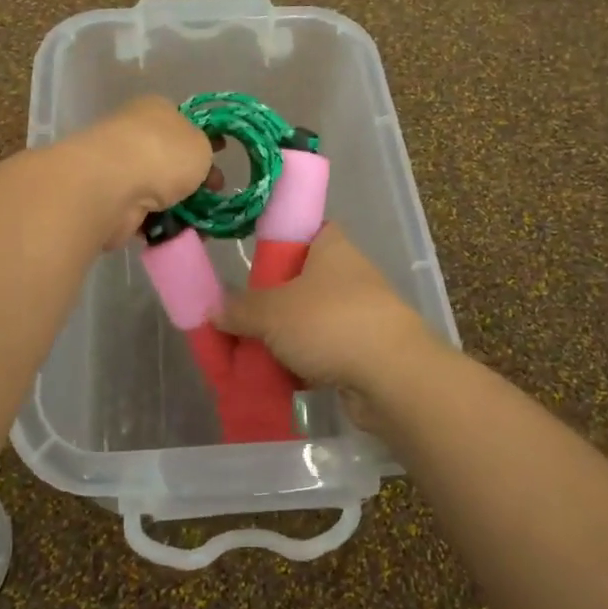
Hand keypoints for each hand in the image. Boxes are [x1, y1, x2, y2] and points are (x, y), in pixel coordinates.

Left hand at [66, 96, 216, 250]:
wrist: (112, 187)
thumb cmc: (163, 154)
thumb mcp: (200, 145)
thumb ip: (203, 150)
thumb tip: (194, 161)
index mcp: (154, 110)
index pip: (182, 121)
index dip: (204, 139)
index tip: (222, 156)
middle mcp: (133, 134)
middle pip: (170, 158)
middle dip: (194, 178)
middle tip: (215, 193)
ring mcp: (119, 169)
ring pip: (158, 189)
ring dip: (179, 206)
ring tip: (202, 222)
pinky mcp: (111, 201)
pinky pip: (145, 214)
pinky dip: (161, 224)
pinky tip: (179, 233)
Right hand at [216, 224, 441, 431]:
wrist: (392, 377)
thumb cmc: (330, 323)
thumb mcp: (271, 312)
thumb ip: (239, 309)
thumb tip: (215, 310)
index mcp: (331, 247)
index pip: (303, 230)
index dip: (277, 241)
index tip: (251, 261)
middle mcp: (349, 274)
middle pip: (300, 280)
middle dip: (271, 301)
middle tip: (238, 316)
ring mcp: (360, 314)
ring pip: (310, 319)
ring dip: (284, 337)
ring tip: (248, 352)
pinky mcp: (365, 351)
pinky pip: (322, 352)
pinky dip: (301, 364)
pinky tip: (274, 378)